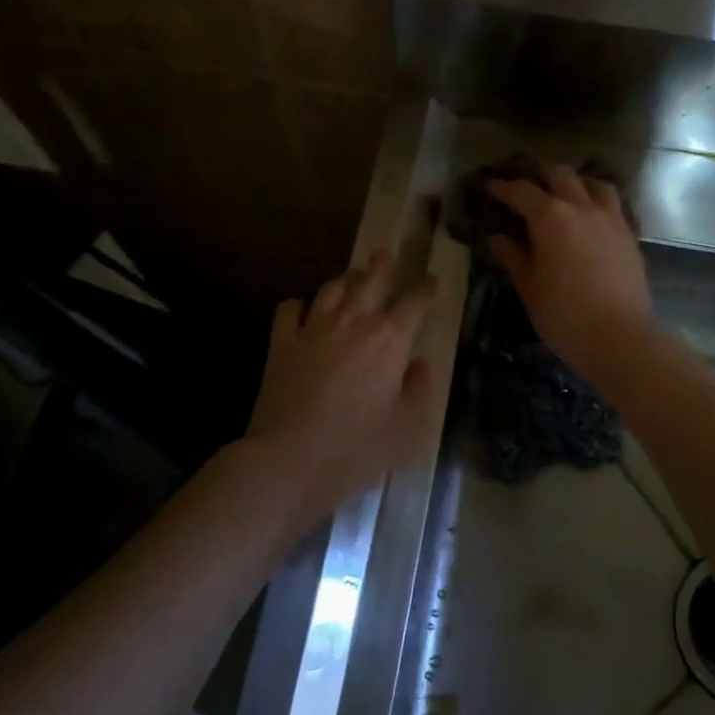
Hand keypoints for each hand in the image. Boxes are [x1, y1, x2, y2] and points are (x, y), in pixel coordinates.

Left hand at [246, 250, 438, 519]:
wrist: (289, 459)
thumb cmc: (357, 447)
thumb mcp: (407, 428)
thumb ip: (420, 390)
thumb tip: (420, 365)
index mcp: (389, 340)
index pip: (414, 304)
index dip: (426, 290)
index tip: (432, 281)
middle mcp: (353, 323)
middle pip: (370, 281)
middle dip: (382, 267)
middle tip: (386, 254)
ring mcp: (313, 329)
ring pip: (332, 289)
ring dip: (345, 278)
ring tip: (352, 275)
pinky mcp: (282, 344)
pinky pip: (290, 310)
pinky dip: (299, 305)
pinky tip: (302, 309)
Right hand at [485, 164, 651, 381]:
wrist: (620, 337)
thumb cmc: (564, 315)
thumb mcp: (530, 288)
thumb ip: (513, 258)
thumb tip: (498, 239)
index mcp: (551, 218)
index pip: (522, 192)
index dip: (503, 187)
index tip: (490, 185)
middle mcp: (582, 208)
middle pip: (560, 175)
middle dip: (540, 174)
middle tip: (526, 184)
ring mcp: (611, 219)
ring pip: (594, 184)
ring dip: (576, 182)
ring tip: (565, 192)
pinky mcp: (629, 236)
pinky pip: (613, 205)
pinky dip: (598, 201)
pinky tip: (592, 217)